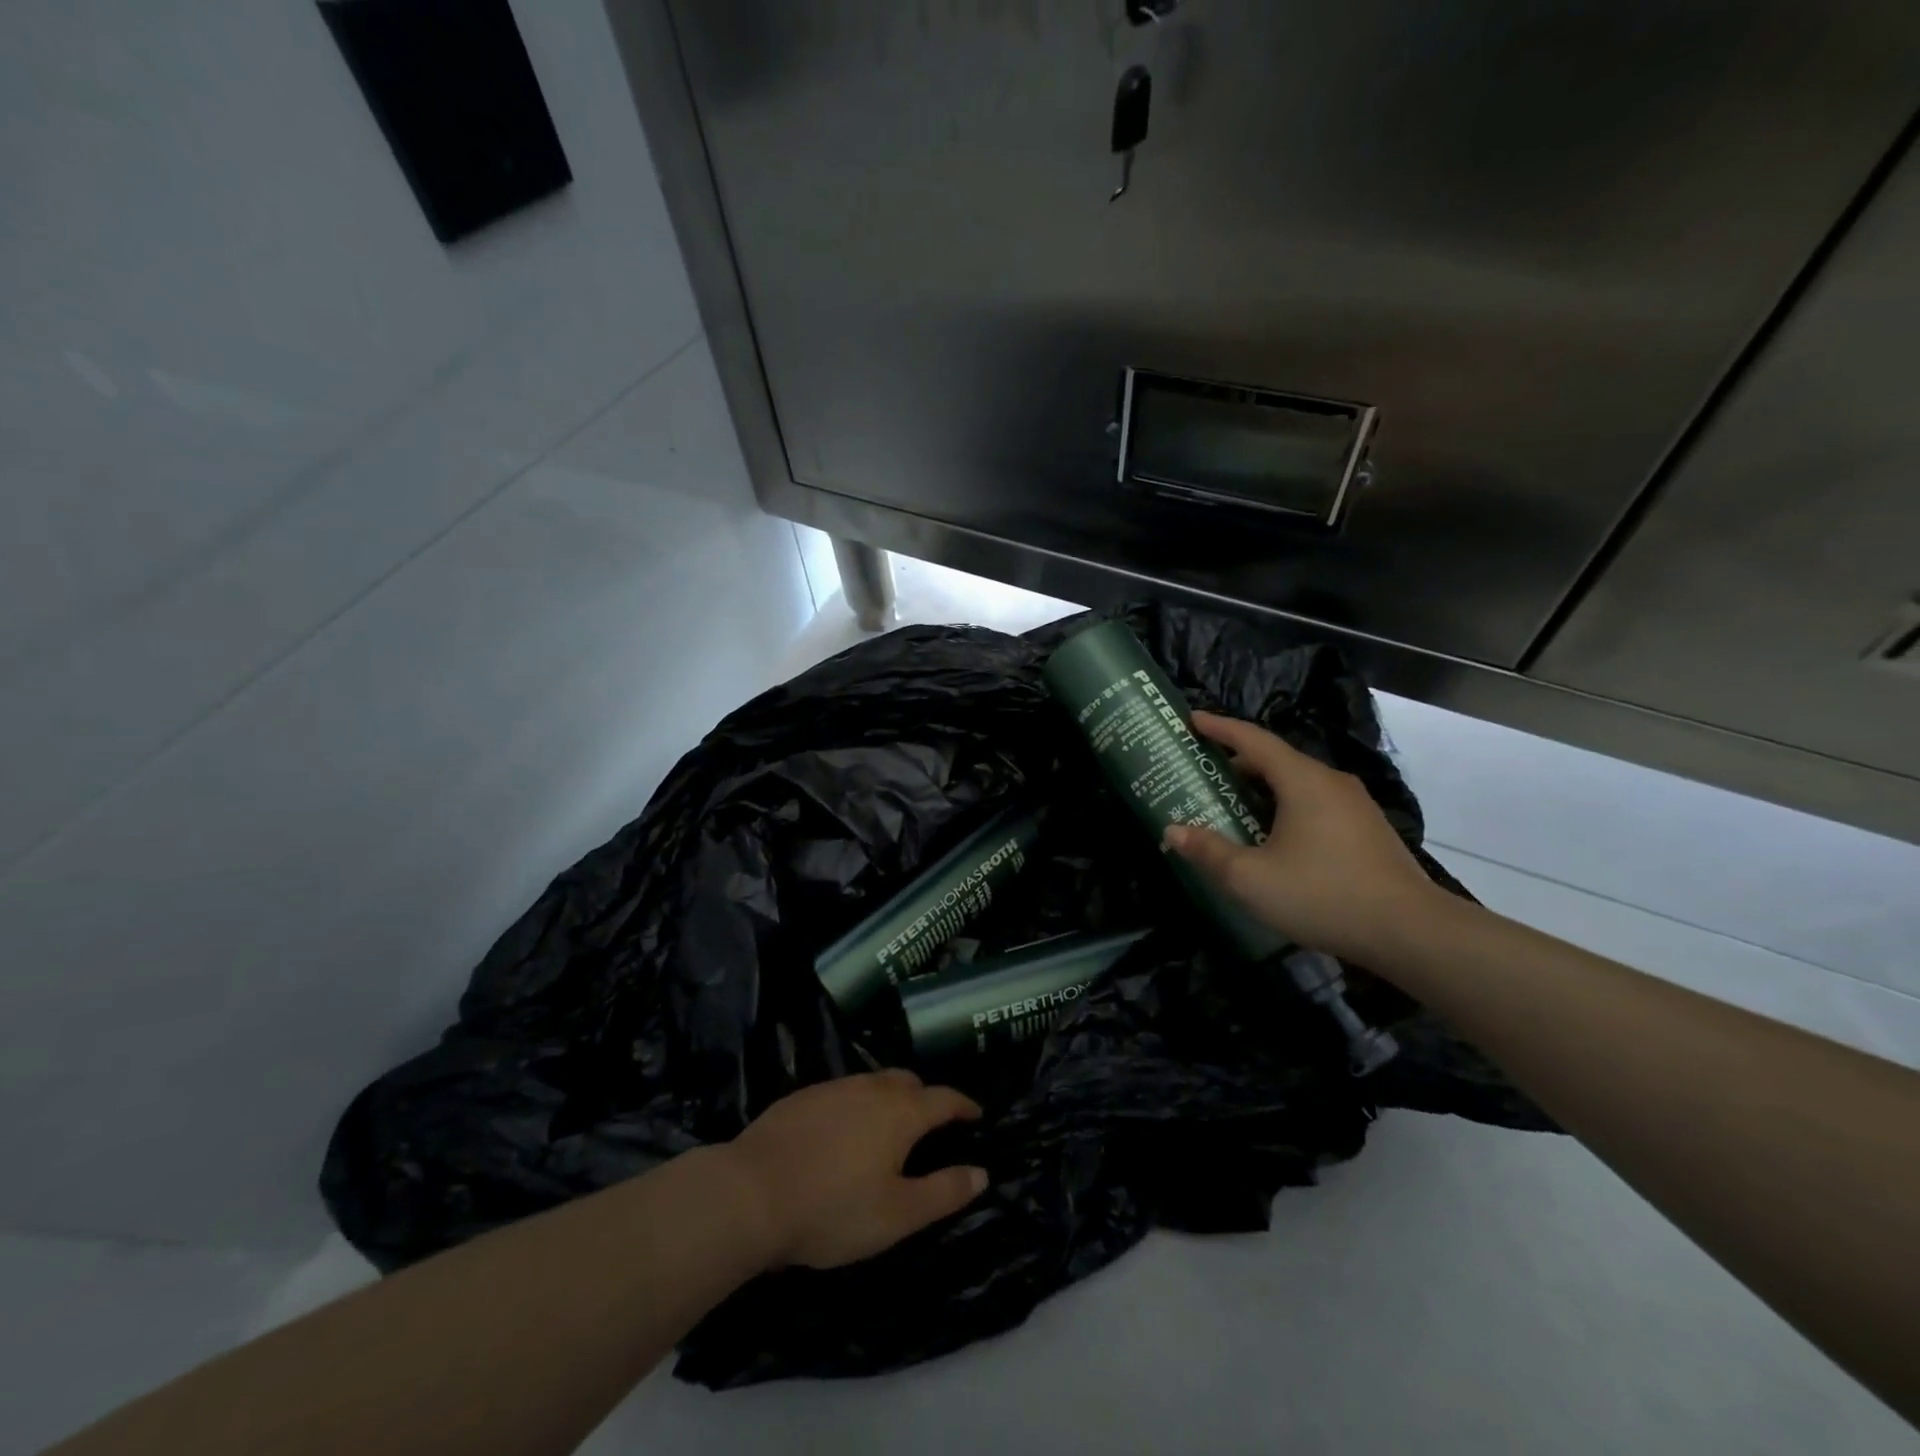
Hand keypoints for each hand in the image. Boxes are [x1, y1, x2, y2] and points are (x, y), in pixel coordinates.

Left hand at [719, 1070, 987, 1269]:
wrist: (751, 1193)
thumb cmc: (833, 1209)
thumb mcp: (897, 1214)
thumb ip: (943, 1192)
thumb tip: (981, 1172)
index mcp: (902, 1112)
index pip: (944, 1098)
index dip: (964, 1105)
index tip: (976, 1114)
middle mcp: (871, 1088)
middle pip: (908, 1082)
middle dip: (926, 1098)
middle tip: (931, 1124)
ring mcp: (834, 1088)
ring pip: (873, 1083)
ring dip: (889, 1098)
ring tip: (888, 1127)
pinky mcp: (802, 1096)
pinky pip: (843, 1092)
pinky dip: (856, 1105)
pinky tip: (842, 1132)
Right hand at [1165, 711, 1447, 966]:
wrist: (1412, 933)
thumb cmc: (1323, 895)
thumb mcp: (1250, 878)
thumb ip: (1208, 851)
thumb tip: (1171, 832)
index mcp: (1302, 781)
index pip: (1253, 739)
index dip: (1219, 727)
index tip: (1192, 720)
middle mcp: (1330, 782)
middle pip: (1276, 760)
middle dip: (1236, 762)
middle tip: (1202, 774)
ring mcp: (1355, 806)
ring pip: (1297, 784)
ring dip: (1262, 788)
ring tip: (1232, 806)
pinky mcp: (1367, 831)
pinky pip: (1315, 804)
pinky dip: (1285, 807)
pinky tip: (1274, 837)